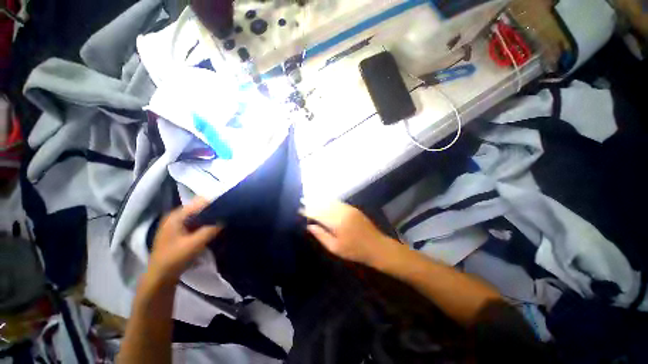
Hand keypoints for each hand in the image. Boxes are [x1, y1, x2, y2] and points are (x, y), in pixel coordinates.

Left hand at [148, 197, 222, 284]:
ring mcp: (177, 224)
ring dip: (211, 217)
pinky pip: (197, 222)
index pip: (201, 202)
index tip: (230, 207)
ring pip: (199, 215)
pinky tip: (215, 228)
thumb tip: (227, 217)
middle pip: (200, 208)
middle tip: (229, 214)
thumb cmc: (174, 259)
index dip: (216, 203)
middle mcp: (176, 216)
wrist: (159, 278)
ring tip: (225, 220)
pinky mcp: (180, 231)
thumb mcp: (195, 244)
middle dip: (214, 210)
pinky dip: (206, 224)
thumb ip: (211, 229)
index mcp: (177, 215)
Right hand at [301, 201, 394, 265]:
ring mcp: (348, 209)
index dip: (308, 211)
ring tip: (311, 198)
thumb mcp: (335, 248)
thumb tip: (309, 226)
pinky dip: (329, 201)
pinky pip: (338, 202)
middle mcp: (341, 212)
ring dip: (320, 200)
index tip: (299, 210)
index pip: (318, 213)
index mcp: (336, 222)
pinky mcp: (353, 209)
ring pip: (330, 202)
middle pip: (323, 205)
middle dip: (312, 202)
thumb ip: (321, 235)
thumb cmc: (355, 251)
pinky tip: (325, 201)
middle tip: (302, 200)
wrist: (377, 246)